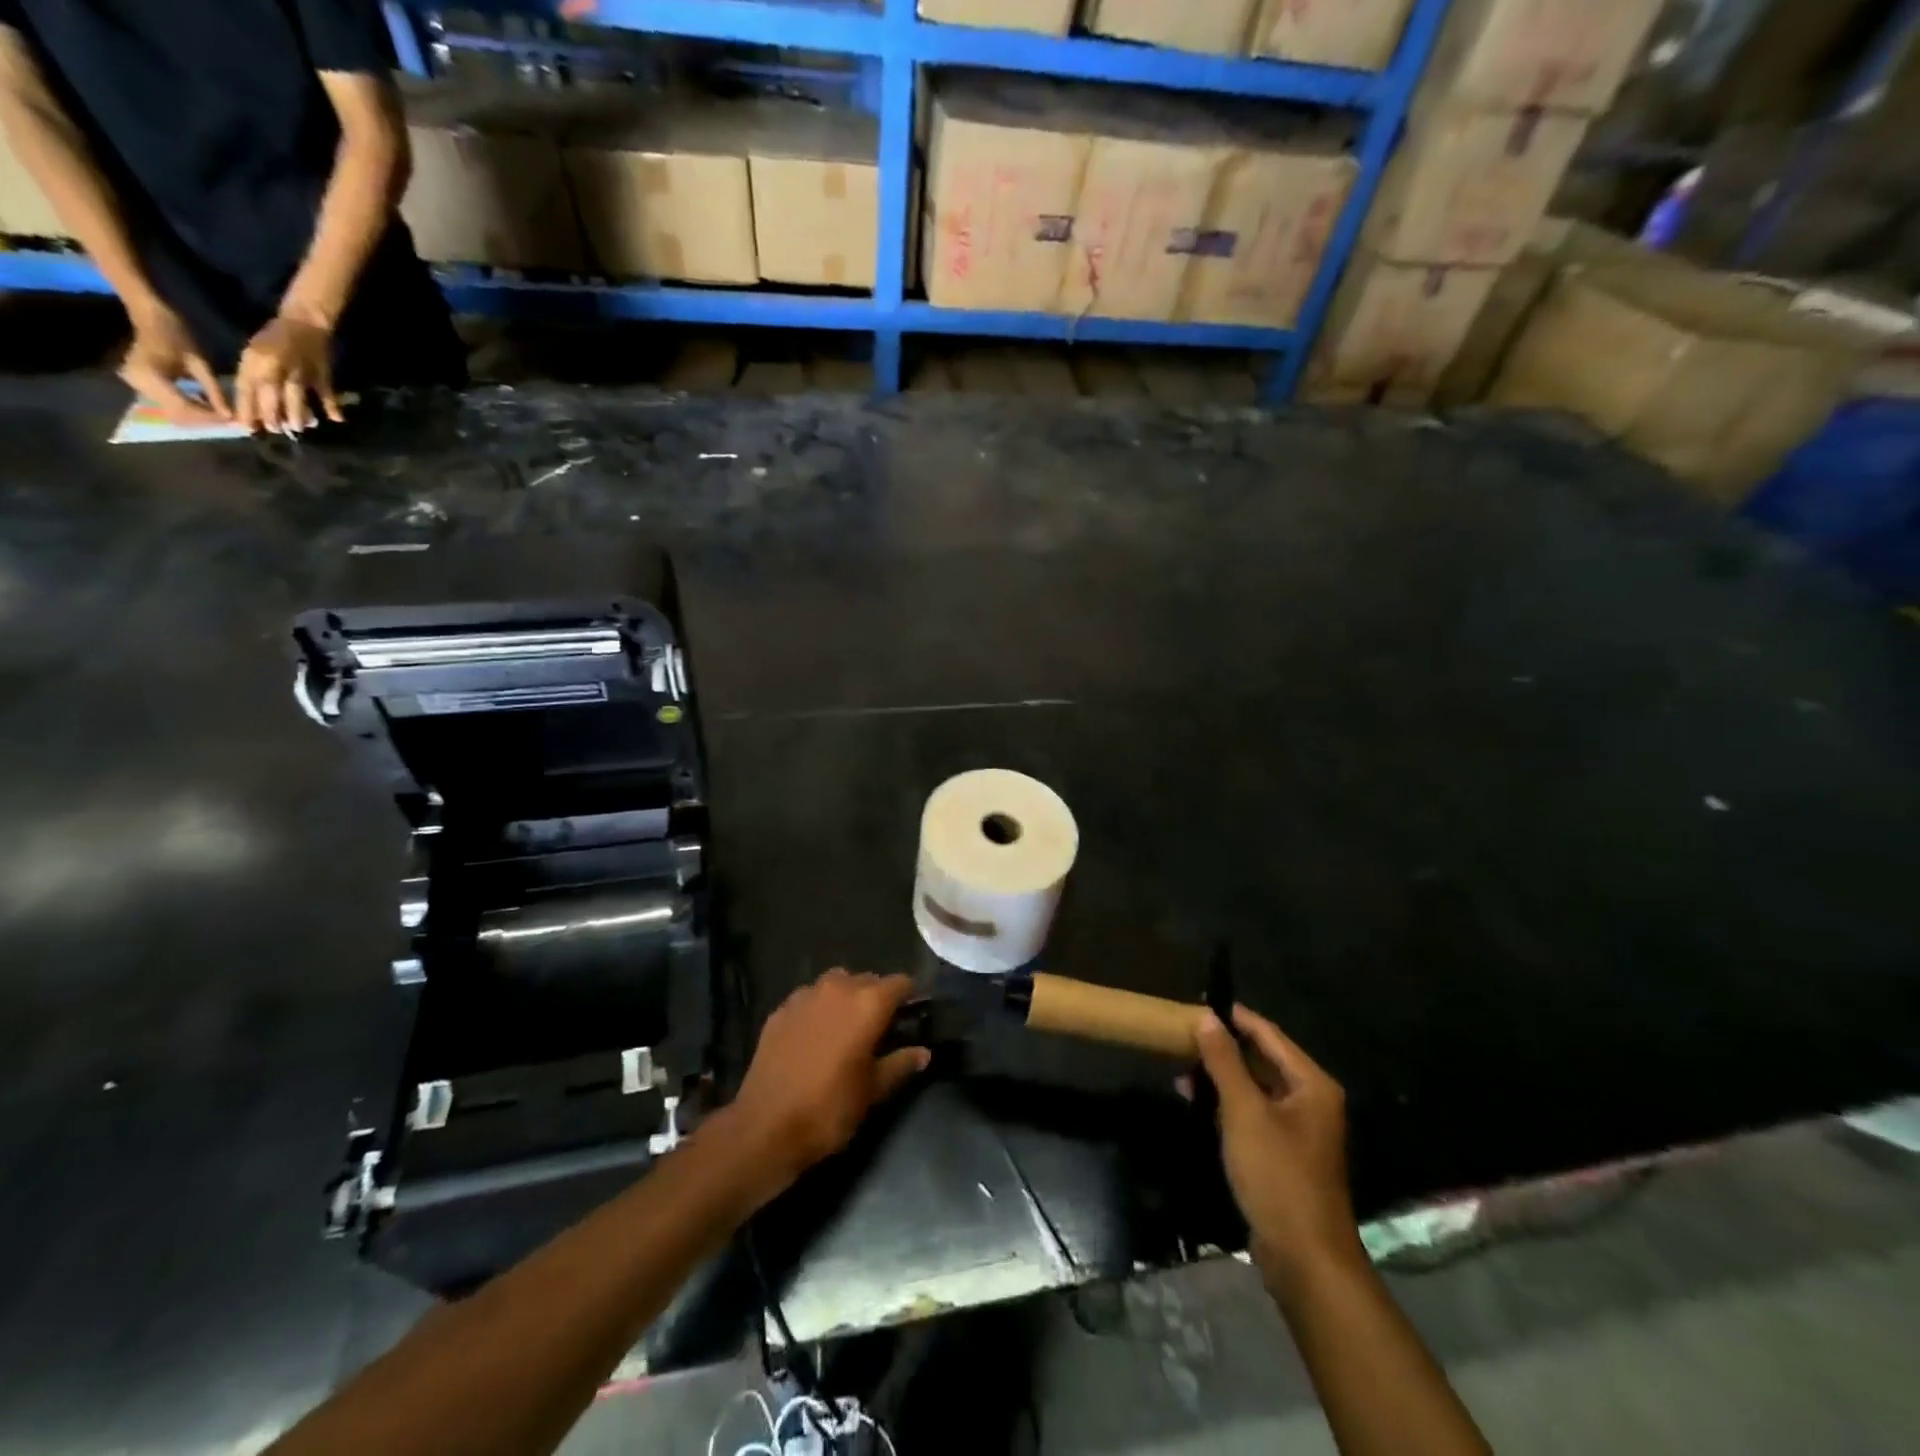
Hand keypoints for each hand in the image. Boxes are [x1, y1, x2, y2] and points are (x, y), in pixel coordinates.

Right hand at [119, 305, 229, 424]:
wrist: (150, 319)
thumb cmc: (177, 336)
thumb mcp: (200, 364)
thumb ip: (214, 392)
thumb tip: (230, 417)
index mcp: (150, 375)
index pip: (184, 407)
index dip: (210, 417)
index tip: (233, 421)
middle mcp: (137, 382)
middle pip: (177, 413)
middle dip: (205, 419)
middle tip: (229, 420)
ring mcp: (135, 384)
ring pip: (173, 412)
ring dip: (198, 416)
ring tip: (220, 414)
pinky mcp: (139, 385)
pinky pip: (168, 404)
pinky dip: (189, 408)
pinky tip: (206, 405)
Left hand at [236, 312, 343, 432]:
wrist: (304, 321)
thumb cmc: (275, 337)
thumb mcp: (255, 352)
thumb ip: (253, 376)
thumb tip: (254, 404)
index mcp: (256, 361)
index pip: (246, 388)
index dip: (246, 408)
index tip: (245, 426)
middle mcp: (276, 367)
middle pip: (271, 396)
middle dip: (271, 415)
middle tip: (275, 430)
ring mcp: (301, 372)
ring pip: (296, 397)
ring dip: (297, 414)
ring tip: (298, 428)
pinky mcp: (322, 374)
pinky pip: (326, 393)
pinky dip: (332, 406)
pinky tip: (336, 419)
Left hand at [729, 969, 929, 1188]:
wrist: (765, 1127)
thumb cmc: (829, 1109)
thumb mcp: (873, 1091)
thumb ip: (900, 1064)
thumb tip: (924, 1053)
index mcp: (868, 1003)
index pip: (900, 983)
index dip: (909, 997)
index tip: (910, 1016)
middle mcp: (838, 988)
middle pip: (868, 980)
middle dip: (876, 998)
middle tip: (878, 1029)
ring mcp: (805, 995)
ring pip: (836, 983)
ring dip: (846, 998)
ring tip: (845, 1029)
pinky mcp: (780, 1010)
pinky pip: (808, 999)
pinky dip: (817, 1009)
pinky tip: (813, 1037)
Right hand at [1196, 1005, 1363, 1294]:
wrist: (1304, 1256)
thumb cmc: (1277, 1174)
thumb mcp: (1244, 1111)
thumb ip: (1224, 1061)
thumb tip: (1207, 1017)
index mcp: (1311, 1084)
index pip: (1268, 1034)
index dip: (1234, 1016)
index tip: (1198, 1002)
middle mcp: (1310, 1100)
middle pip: (1263, 1059)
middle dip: (1222, 1048)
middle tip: (1182, 1036)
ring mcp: (1299, 1129)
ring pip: (1255, 1087)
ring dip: (1220, 1077)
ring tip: (1180, 1070)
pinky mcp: (1284, 1153)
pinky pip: (1253, 1113)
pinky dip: (1227, 1104)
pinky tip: (1197, 1103)